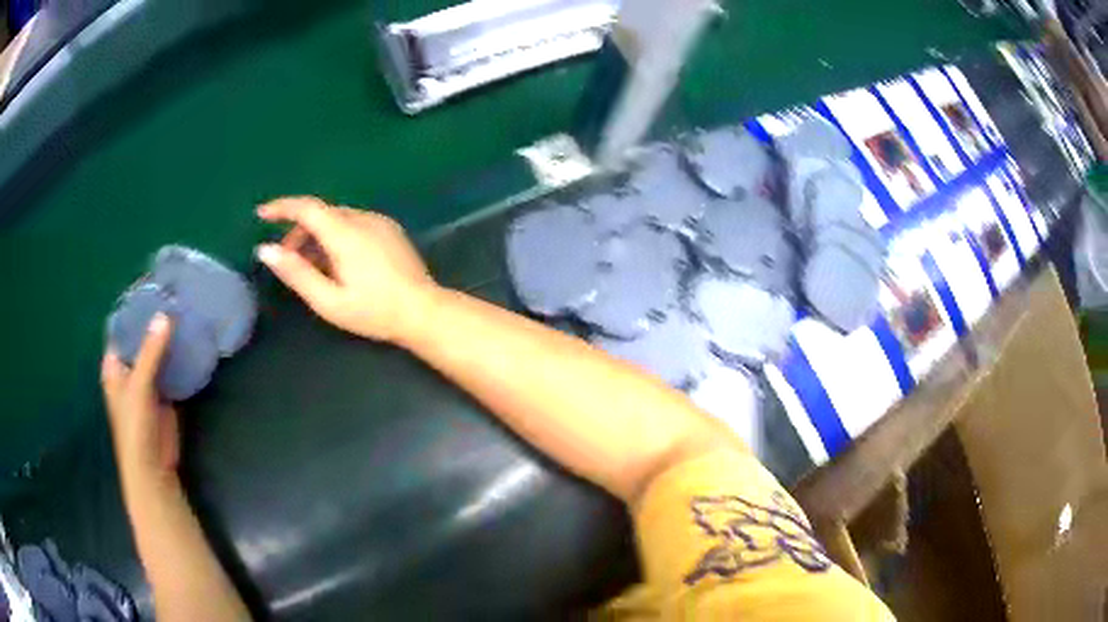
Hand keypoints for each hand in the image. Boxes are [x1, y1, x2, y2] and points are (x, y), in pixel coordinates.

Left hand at [101, 312, 179, 483]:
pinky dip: (179, 355)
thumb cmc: (135, 427)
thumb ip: (151, 352)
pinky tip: (191, 339)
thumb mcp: (139, 387)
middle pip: (142, 337)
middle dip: (156, 320)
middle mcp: (130, 367)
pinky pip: (171, 367)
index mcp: (115, 363)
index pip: (123, 327)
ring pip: (158, 351)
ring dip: (169, 337)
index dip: (136, 308)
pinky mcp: (165, 392)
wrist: (153, 467)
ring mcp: (147, 380)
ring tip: (186, 310)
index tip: (154, 287)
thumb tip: (165, 315)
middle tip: (176, 295)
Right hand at [255, 196, 438, 343]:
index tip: (261, 215)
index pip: (307, 207)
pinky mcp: (390, 228)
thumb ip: (296, 273)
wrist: (423, 311)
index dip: (281, 208)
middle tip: (287, 261)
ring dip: (317, 235)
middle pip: (321, 214)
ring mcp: (379, 221)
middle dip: (298, 232)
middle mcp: (363, 219)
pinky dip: (336, 235)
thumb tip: (266, 250)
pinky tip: (337, 263)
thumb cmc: (374, 312)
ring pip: (337, 218)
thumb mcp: (328, 300)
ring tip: (312, 268)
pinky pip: (354, 223)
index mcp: (345, 234)